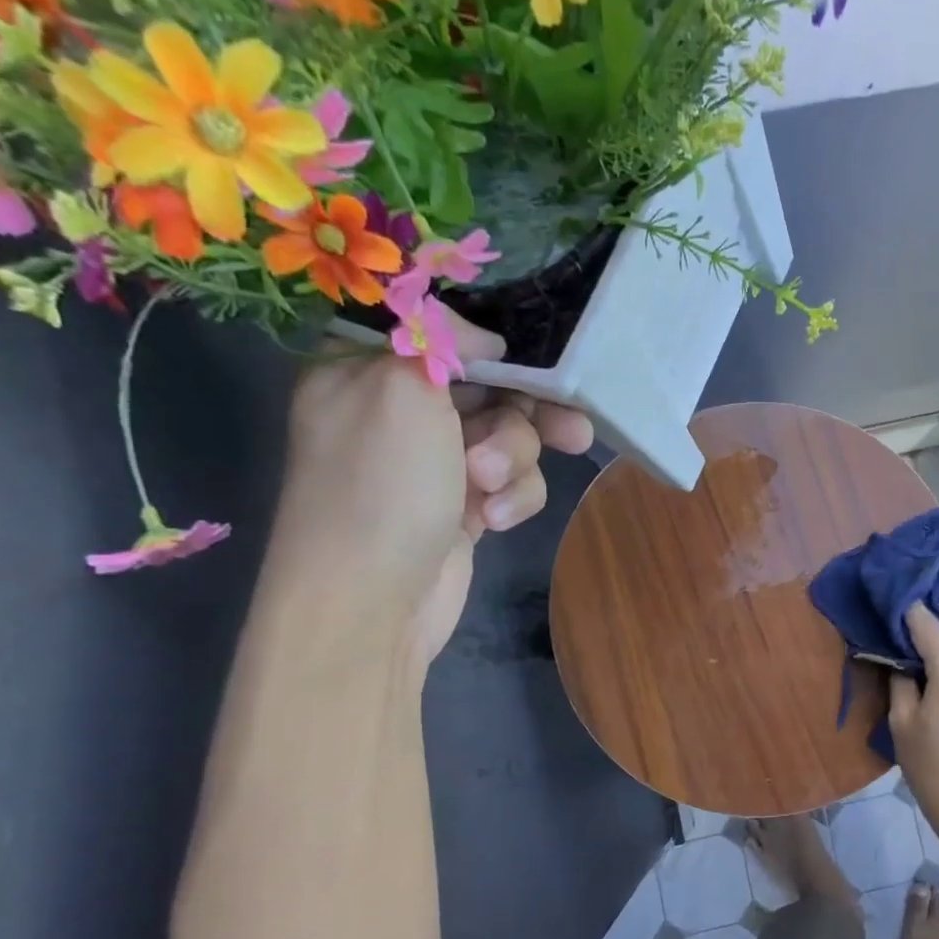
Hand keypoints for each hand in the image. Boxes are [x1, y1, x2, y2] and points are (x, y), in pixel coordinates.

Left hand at [262, 315, 592, 673]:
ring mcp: (434, 464)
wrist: (372, 602)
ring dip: (515, 462)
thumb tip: (481, 339)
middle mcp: (399, 413)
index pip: (444, 337)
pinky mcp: (463, 507)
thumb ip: (442, 341)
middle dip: (525, 417)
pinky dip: (511, 499)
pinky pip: (511, 484)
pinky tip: (491, 522)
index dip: (494, 351)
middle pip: (492, 391)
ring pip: (511, 440)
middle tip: (572, 430)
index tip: (528, 367)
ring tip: (491, 488)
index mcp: (367, 371)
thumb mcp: (402, 389)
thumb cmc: (382, 486)